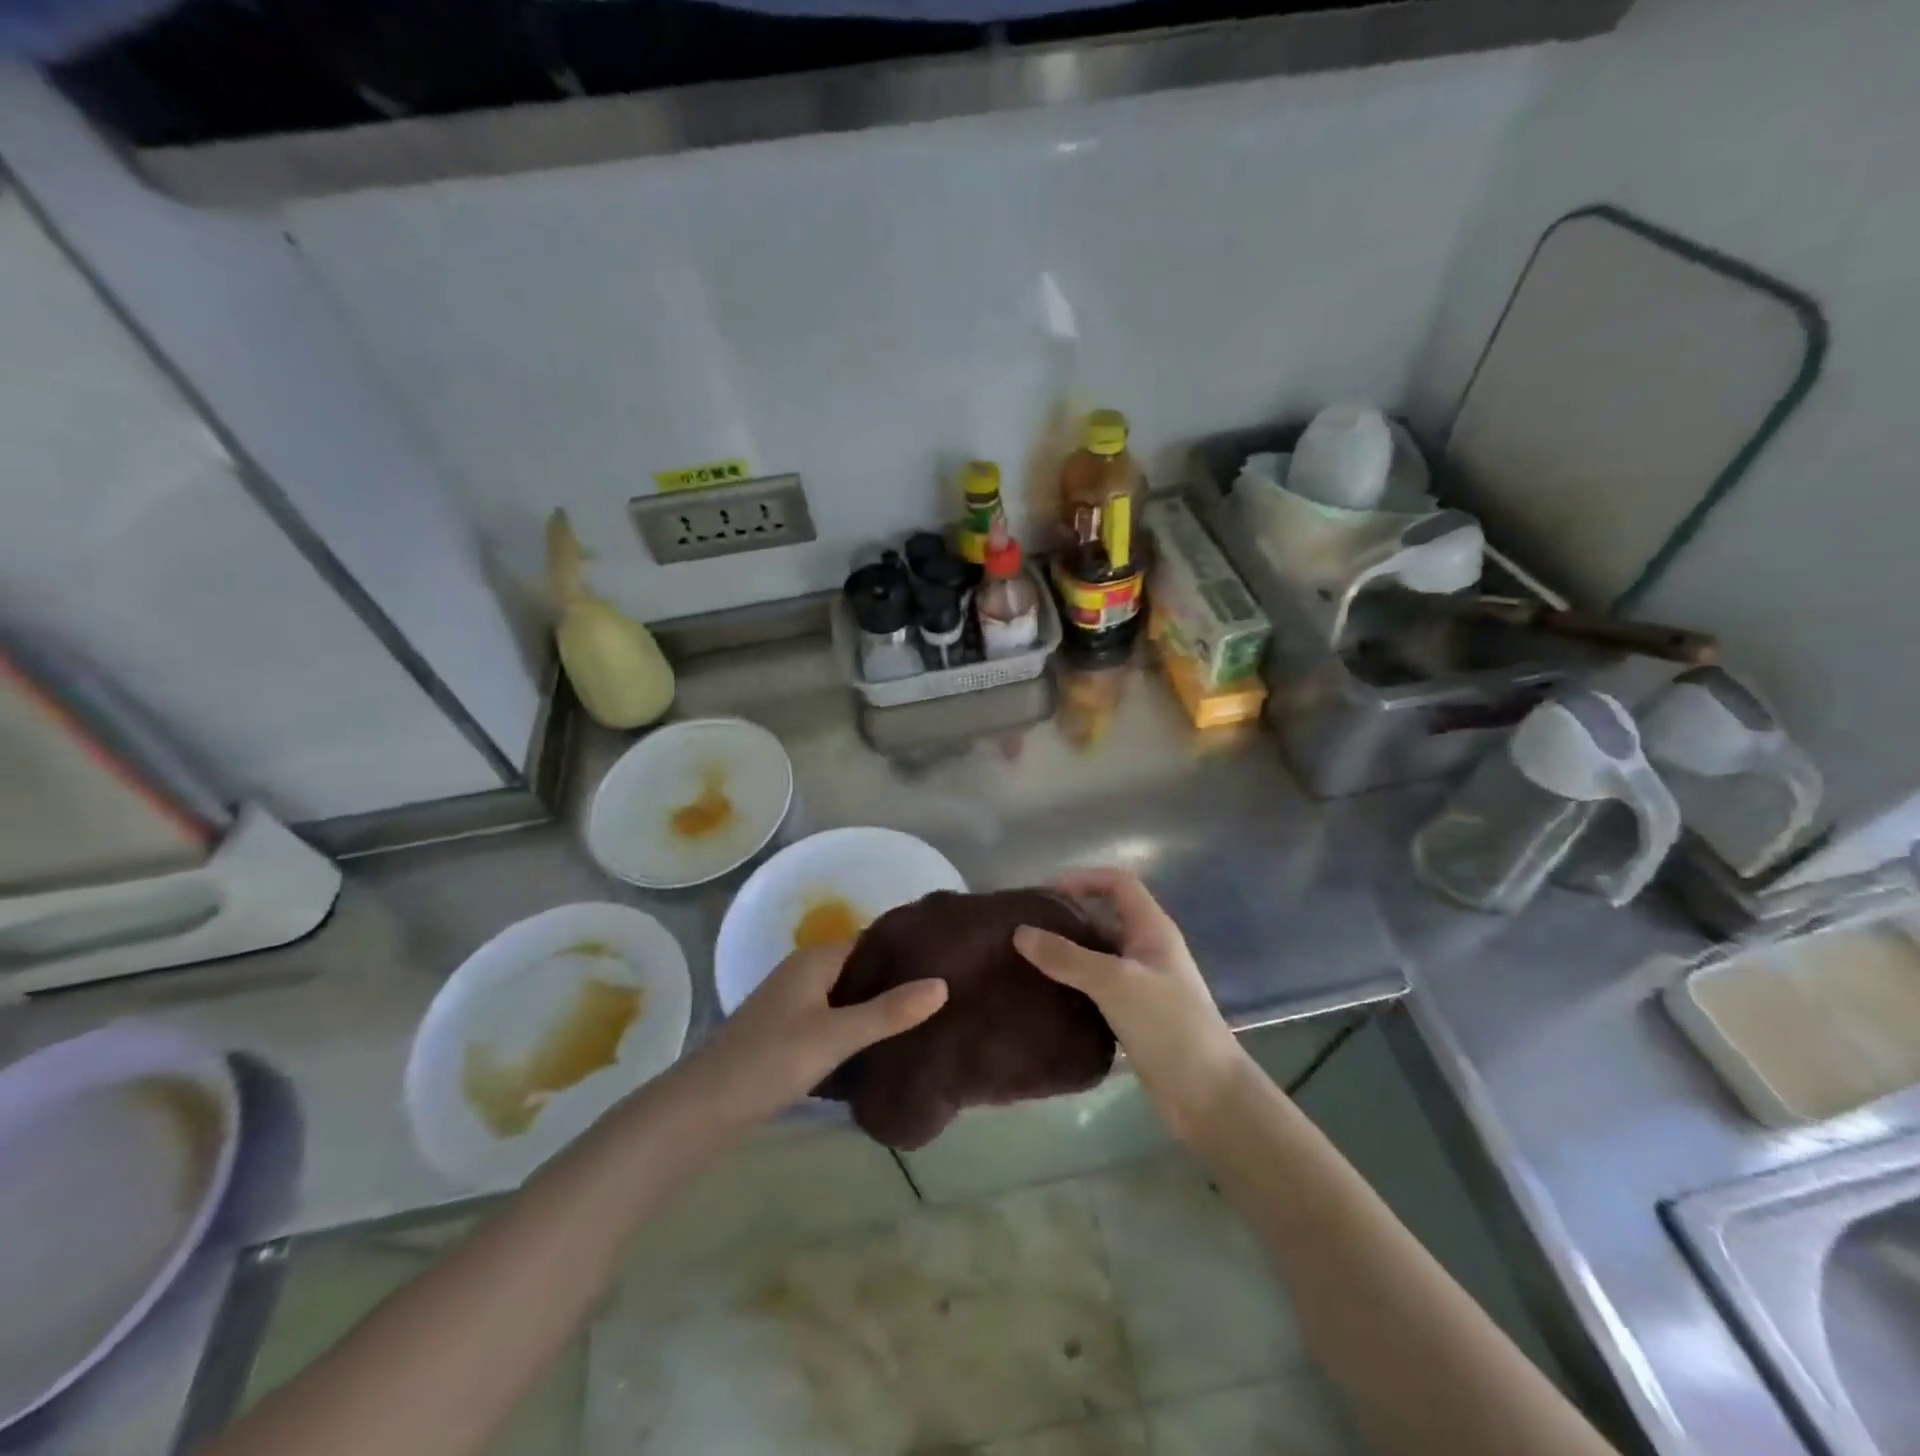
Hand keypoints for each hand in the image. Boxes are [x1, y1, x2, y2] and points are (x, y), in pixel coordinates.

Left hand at [676, 942, 946, 1127]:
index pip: (870, 940)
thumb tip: (942, 984)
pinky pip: (833, 1020)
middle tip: (944, 994)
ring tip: (925, 1019)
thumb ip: (888, 1012)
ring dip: (878, 1006)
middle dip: (896, 980)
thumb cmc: (770, 1060)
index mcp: (814, 960)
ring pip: (846, 996)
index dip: (905, 949)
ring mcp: (793, 1005)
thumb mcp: (835, 1035)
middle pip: (859, 968)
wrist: (702, 1109)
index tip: (945, 960)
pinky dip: (857, 1028)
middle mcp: (803, 973)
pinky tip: (883, 1047)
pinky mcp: (787, 1035)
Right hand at [1015, 868, 1245, 1138]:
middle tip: (1027, 927)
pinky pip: (1099, 988)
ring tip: (1028, 958)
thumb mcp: (1114, 982)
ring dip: (1069, 953)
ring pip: (1100, 955)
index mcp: (1153, 929)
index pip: (1119, 884)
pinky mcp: (1136, 1016)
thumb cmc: (1168, 1024)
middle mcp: (1149, 950)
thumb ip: (1067, 957)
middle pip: (1106, 917)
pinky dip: (1074, 985)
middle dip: (1069, 916)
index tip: (1046, 892)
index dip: (1085, 878)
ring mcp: (1144, 984)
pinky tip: (1048, 994)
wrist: (1208, 1095)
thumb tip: (1020, 933)